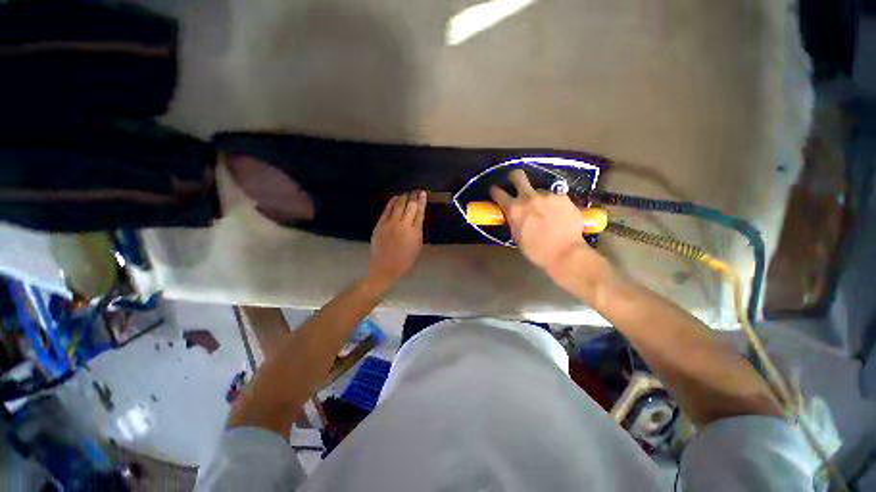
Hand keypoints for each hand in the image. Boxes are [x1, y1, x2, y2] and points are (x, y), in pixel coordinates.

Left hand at [367, 191, 426, 291]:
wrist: (385, 268)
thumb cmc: (404, 260)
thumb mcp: (417, 247)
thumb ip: (418, 231)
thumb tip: (418, 219)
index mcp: (415, 232)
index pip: (419, 212)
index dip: (422, 202)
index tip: (423, 194)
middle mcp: (403, 225)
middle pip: (410, 206)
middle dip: (414, 197)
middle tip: (416, 191)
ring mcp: (390, 223)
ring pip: (398, 205)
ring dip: (404, 197)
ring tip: (408, 192)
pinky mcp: (380, 224)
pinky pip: (387, 209)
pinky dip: (392, 202)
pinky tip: (396, 198)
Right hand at [490, 169, 602, 276]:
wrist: (565, 253)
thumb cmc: (536, 250)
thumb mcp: (517, 236)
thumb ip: (513, 220)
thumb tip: (513, 214)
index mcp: (514, 209)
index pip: (498, 193)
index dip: (494, 191)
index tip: (495, 191)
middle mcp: (529, 197)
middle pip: (518, 176)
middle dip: (513, 177)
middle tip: (515, 182)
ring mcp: (547, 195)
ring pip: (539, 190)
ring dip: (538, 198)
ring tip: (545, 211)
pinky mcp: (563, 197)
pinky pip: (554, 197)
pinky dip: (553, 204)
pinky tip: (558, 214)